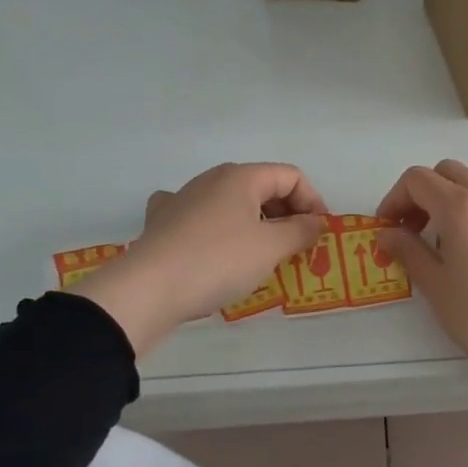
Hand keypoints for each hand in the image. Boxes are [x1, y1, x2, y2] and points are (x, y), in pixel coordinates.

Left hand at [73, 163, 326, 355]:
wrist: (148, 289)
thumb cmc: (218, 261)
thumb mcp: (271, 247)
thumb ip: (300, 231)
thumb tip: (315, 222)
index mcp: (241, 177)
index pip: (291, 177)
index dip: (313, 201)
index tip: (319, 233)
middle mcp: (211, 179)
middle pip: (262, 187)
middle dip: (286, 214)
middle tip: (297, 246)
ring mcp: (182, 199)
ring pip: (232, 203)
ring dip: (255, 223)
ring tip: (263, 254)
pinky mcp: (163, 223)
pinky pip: (201, 217)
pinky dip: (218, 228)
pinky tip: (214, 244)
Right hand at [378, 161, 467, 422]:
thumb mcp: (434, 283)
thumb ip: (407, 250)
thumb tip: (388, 234)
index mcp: (459, 206)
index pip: (418, 179)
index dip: (395, 198)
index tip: (389, 228)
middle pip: (449, 172)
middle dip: (426, 193)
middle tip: (416, 229)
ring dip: (458, 199)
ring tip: (452, 239)